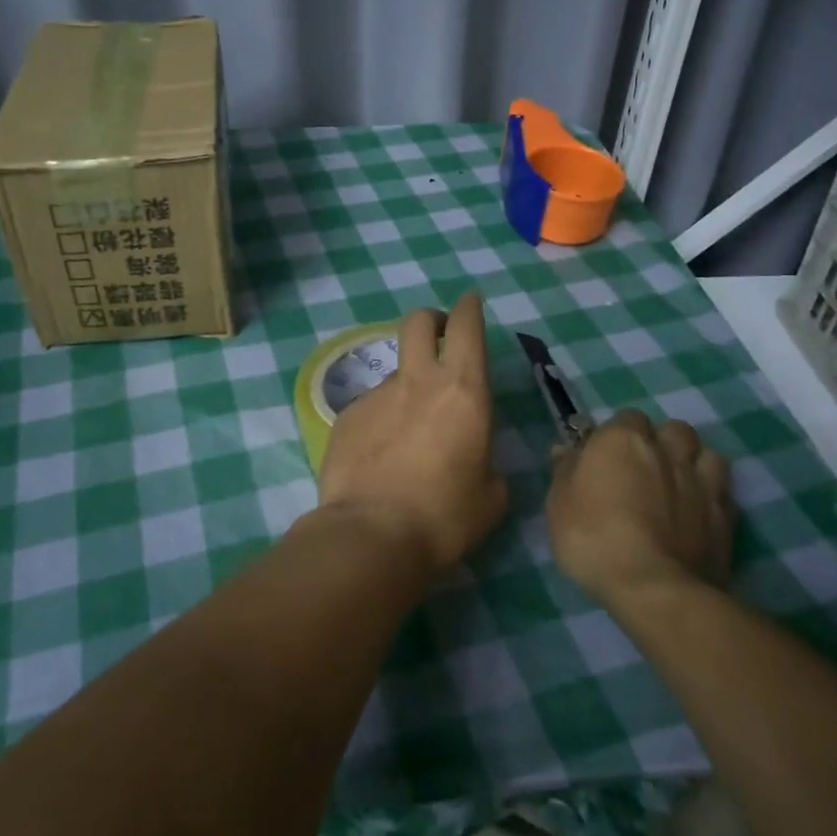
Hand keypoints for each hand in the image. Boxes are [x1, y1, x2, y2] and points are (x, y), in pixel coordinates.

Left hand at [317, 292, 507, 571]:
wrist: (371, 534)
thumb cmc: (444, 516)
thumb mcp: (490, 496)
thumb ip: (487, 463)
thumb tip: (475, 458)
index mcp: (463, 390)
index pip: (467, 327)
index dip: (469, 307)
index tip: (470, 301)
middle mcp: (418, 381)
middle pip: (418, 322)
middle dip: (431, 320)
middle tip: (439, 336)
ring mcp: (376, 394)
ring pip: (395, 372)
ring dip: (407, 387)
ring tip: (408, 434)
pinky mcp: (346, 415)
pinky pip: (371, 406)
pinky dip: (381, 420)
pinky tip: (380, 456)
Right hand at [546, 411, 733, 609]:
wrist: (652, 587)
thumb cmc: (593, 537)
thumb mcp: (559, 503)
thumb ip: (565, 470)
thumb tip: (567, 449)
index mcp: (623, 439)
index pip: (627, 418)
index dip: (618, 436)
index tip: (607, 458)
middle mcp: (666, 450)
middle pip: (673, 430)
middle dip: (663, 442)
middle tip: (646, 469)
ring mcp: (701, 481)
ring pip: (706, 453)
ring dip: (694, 462)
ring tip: (679, 485)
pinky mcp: (725, 515)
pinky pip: (723, 490)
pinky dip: (712, 494)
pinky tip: (699, 512)